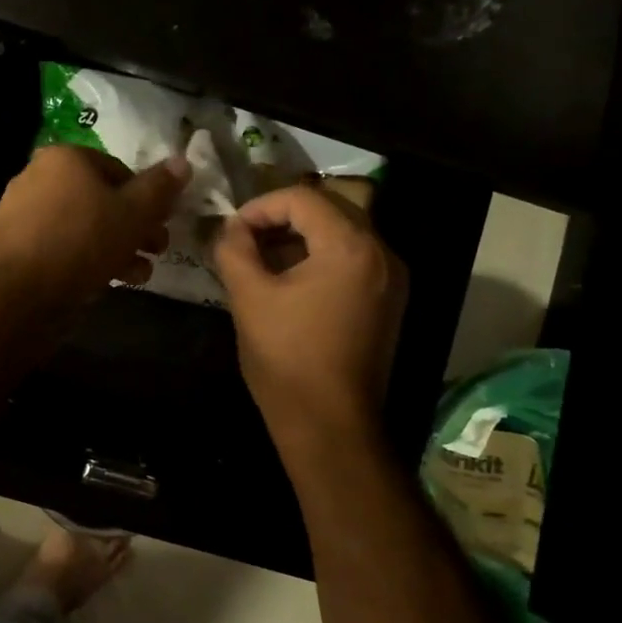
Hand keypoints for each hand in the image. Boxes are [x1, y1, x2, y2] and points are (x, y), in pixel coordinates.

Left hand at [0, 146, 189, 311]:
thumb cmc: (83, 241)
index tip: (163, 224)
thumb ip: (159, 188)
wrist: (21, 292)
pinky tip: (106, 282)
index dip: (147, 198)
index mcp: (65, 158)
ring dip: (115, 247)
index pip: (118, 170)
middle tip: (157, 251)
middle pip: (99, 199)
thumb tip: (183, 162)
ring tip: (139, 274)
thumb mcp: (134, 213)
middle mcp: (37, 177)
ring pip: (81, 226)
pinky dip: (85, 259)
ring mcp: (21, 213)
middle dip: (133, 227)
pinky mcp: (14, 247)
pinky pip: (60, 246)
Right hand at [213, 184, 407, 450]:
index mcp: (350, 246)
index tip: (231, 229)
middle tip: (244, 240)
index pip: (302, 198)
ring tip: (261, 260)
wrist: (330, 424)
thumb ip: (234, 249)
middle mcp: (382, 254)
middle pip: (328, 210)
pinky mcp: (389, 302)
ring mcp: (391, 279)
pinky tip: (289, 282)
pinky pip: (352, 261)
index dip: (260, 206)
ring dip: (299, 238)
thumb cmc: (286, 358)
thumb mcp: (249, 297)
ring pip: (341, 235)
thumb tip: (229, 228)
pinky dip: (319, 259)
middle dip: (280, 219)